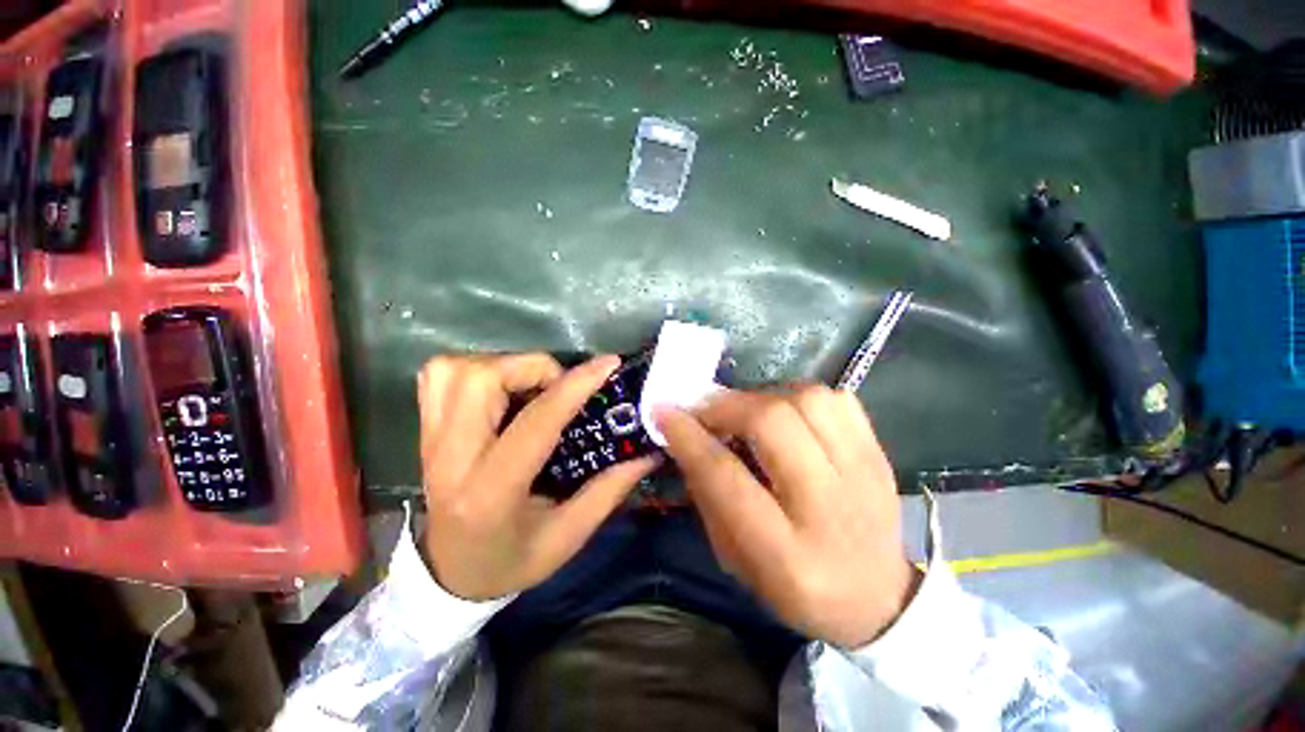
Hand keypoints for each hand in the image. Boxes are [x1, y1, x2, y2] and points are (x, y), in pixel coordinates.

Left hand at [417, 353, 658, 600]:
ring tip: (532, 387)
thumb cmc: (510, 560)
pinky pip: (440, 373)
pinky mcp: (424, 428)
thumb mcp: (567, 537)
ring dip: (505, 366)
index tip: (608, 364)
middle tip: (559, 386)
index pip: (536, 422)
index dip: (575, 386)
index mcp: (491, 492)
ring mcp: (429, 439)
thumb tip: (647, 451)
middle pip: (482, 380)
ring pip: (457, 369)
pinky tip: (500, 389)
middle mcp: (451, 458)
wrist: (447, 573)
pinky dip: (476, 368)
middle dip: (533, 369)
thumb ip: (609, 490)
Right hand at [657, 385, 920, 648]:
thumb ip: (708, 496)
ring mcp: (864, 475)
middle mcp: (829, 508)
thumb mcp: (736, 559)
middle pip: (773, 425)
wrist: (879, 597)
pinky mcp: (879, 454)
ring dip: (765, 396)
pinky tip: (788, 414)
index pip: (727, 478)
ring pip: (808, 400)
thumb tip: (686, 436)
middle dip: (728, 406)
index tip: (666, 412)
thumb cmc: (796, 588)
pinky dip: (802, 396)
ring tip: (748, 412)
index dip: (690, 437)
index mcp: (787, 554)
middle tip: (707, 410)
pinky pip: (837, 399)